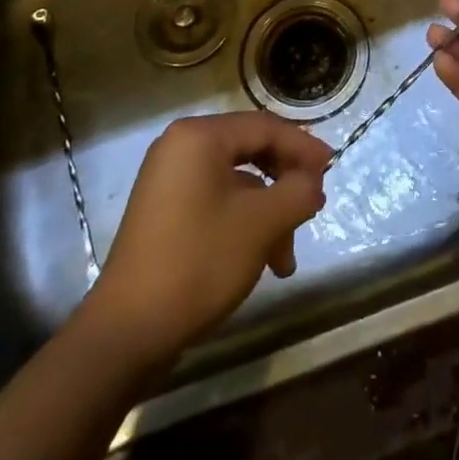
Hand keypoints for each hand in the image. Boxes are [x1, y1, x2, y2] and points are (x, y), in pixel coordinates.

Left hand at [84, 112, 330, 364]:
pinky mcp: (164, 211)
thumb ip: (297, 192)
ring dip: (267, 213)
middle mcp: (180, 147)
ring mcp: (168, 180)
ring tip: (285, 259)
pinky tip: (260, 260)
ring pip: (236, 183)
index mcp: (199, 136)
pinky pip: (215, 201)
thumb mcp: (261, 224)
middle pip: (250, 151)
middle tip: (312, 207)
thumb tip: (313, 183)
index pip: (264, 127)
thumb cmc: (198, 262)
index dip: (302, 146)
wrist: (126, 332)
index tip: (332, 168)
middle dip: (285, 184)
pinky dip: (242, 223)